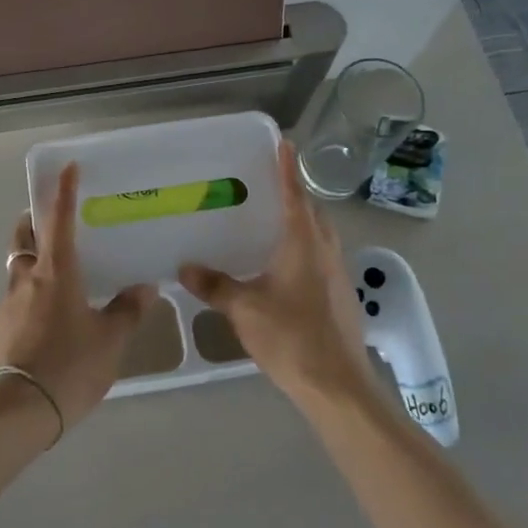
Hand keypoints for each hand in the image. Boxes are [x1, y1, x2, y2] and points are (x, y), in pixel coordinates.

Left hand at [0, 164, 156, 433]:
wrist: (15, 412)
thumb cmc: (69, 365)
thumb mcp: (110, 341)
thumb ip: (127, 312)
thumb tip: (145, 287)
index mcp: (56, 273)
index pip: (60, 221)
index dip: (64, 192)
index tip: (67, 168)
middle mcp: (27, 280)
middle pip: (23, 239)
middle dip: (31, 223)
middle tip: (43, 221)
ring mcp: (6, 306)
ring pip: (17, 273)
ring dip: (30, 265)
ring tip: (54, 282)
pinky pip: (13, 305)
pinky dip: (27, 301)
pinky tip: (43, 325)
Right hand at [178, 139, 376, 410]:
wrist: (338, 386)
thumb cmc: (291, 337)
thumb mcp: (244, 310)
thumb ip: (215, 285)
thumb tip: (185, 266)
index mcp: (304, 243)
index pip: (295, 194)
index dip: (287, 167)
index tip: (285, 141)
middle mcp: (325, 251)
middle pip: (313, 213)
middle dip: (295, 195)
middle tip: (269, 185)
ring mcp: (338, 275)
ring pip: (320, 237)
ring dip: (302, 223)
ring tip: (273, 223)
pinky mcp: (341, 298)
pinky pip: (321, 259)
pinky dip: (305, 250)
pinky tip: (284, 268)